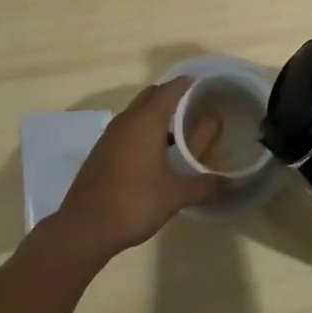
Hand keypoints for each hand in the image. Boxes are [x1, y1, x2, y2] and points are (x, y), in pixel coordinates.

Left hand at [55, 80, 220, 258]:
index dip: (186, 84)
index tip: (203, 84)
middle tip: (193, 107)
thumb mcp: (174, 195)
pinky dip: (142, 130)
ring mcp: (110, 136)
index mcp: (145, 121)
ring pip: (137, 113)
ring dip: (155, 115)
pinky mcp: (101, 152)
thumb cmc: (133, 202)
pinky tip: (154, 154)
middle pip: (150, 96)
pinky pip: (127, 129)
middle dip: (171, 96)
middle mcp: (126, 121)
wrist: (84, 228)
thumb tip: (228, 182)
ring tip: (178, 132)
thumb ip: (203, 186)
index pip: (169, 90)